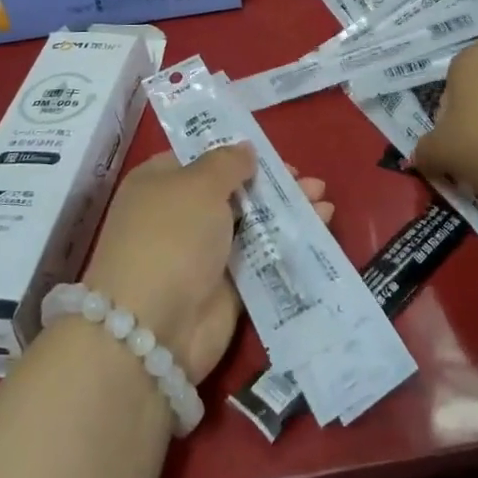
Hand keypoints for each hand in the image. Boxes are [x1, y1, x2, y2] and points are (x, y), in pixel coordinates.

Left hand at [83, 147, 332, 382]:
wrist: (153, 329)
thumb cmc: (171, 237)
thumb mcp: (198, 185)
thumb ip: (227, 163)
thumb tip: (244, 149)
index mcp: (159, 182)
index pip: (200, 157)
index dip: (236, 152)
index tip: (272, 154)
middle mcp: (179, 214)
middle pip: (232, 190)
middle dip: (271, 184)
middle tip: (308, 180)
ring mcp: (202, 252)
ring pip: (251, 223)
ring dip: (286, 211)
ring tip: (324, 201)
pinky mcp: (226, 286)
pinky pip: (262, 256)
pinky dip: (288, 242)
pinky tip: (320, 227)